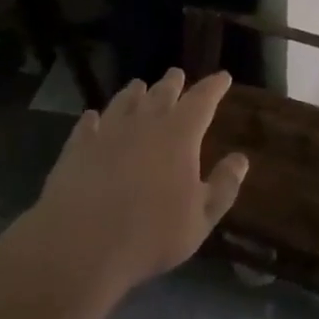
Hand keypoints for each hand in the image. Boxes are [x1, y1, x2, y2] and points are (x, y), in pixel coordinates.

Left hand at [25, 69, 248, 299]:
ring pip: (124, 102)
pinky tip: (92, 117)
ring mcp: (107, 132)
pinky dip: (93, 118)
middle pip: (161, 94)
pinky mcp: (77, 147)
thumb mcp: (201, 218)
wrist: (81, 244)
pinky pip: (88, 124)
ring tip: (139, 85)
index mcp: (179, 135)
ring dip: (134, 92)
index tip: (222, 76)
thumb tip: (241, 159)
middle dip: (173, 83)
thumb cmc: (151, 234)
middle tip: (177, 74)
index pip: (202, 100)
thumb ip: (224, 186)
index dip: (213, 87)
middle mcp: (144, 123)